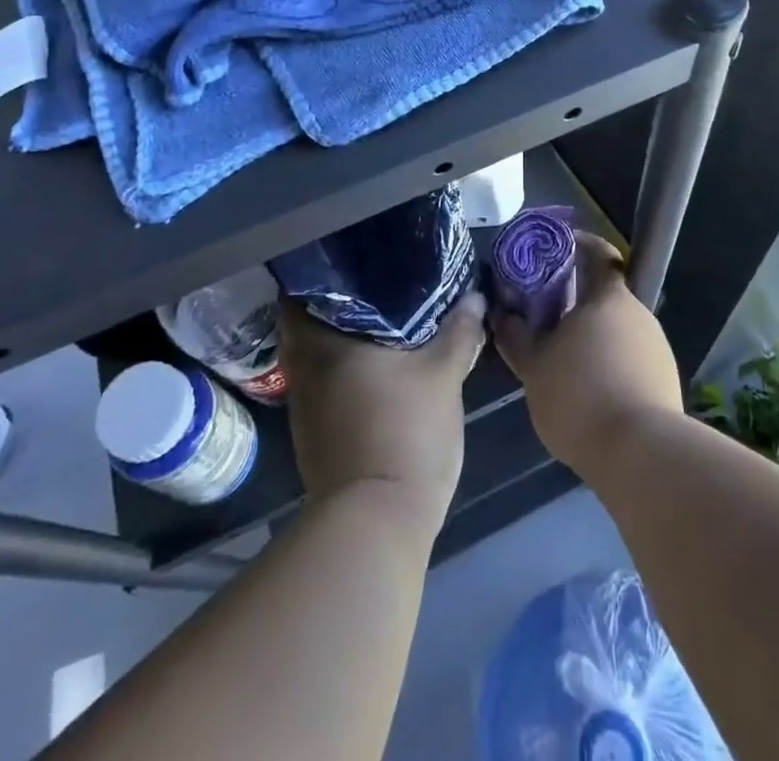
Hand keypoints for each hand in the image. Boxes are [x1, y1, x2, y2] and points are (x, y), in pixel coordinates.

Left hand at [279, 290, 487, 538]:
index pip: (303, 289)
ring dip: (335, 335)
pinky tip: (372, 364)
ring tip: (376, 317)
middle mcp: (304, 367)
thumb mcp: (444, 375)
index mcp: (325, 341)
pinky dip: (338, 367)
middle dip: (333, 301)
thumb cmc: (406, 431)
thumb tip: (475, 297)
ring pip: (312, 353)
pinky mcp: (311, 432)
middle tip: (371, 283)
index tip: (351, 256)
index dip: (324, 269)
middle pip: (305, 320)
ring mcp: (303, 402)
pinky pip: (320, 380)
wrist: (376, 520)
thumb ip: (459, 331)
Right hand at [491, 234, 682, 478]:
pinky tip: (589, 392)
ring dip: (592, 338)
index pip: (599, 254)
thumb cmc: (580, 395)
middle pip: (605, 296)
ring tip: (562, 361)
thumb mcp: (534, 366)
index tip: (554, 251)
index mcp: (609, 297)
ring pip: (617, 331)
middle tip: (544, 318)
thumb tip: (502, 314)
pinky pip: (630, 361)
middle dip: (576, 303)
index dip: (578, 246)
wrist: (641, 455)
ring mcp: (657, 348)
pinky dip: (609, 366)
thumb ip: (516, 335)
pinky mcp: (665, 382)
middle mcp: (639, 314)